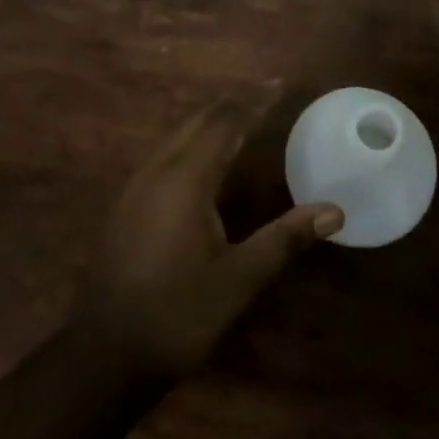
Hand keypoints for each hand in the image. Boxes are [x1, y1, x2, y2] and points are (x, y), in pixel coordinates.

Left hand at [77, 102, 342, 380]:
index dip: (253, 101)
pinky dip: (193, 138)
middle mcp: (158, 170)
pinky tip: (204, 155)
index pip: (225, 122)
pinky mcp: (127, 202)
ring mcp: (137, 185)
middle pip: (198, 119)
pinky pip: (166, 151)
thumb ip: (284, 239)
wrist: (104, 355)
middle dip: (233, 101)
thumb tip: (334, 211)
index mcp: (186, 179)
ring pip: (178, 133)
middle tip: (266, 93)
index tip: (279, 83)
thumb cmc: (177, 315)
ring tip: (242, 114)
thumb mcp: (238, 280)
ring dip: (211, 118)